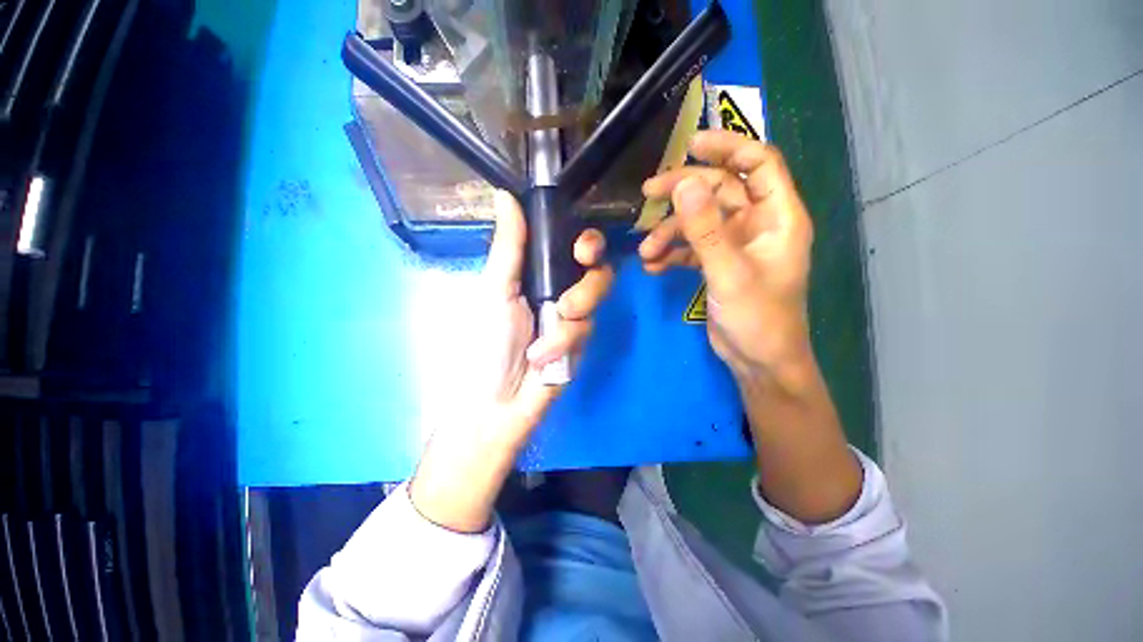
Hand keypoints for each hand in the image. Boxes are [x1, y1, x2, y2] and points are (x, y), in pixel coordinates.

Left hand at [409, 190, 613, 532]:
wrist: (495, 402)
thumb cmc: (487, 343)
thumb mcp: (495, 291)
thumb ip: (509, 247)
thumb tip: (504, 194)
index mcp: (537, 273)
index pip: (573, 246)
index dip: (588, 243)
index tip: (583, 251)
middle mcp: (560, 289)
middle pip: (597, 271)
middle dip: (589, 284)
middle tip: (569, 301)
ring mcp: (573, 318)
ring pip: (596, 302)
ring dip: (571, 321)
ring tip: (544, 342)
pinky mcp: (581, 343)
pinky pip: (587, 331)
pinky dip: (565, 344)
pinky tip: (544, 358)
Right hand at [642, 131, 861, 522]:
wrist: (758, 361)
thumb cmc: (759, 319)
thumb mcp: (730, 273)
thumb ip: (706, 230)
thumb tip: (684, 183)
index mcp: (778, 217)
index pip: (758, 164)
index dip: (728, 147)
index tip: (690, 145)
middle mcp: (758, 224)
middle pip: (719, 191)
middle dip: (682, 192)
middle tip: (647, 194)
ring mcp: (735, 245)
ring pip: (699, 221)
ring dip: (670, 233)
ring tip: (646, 253)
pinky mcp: (718, 264)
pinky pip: (691, 247)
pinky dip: (671, 253)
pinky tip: (653, 266)